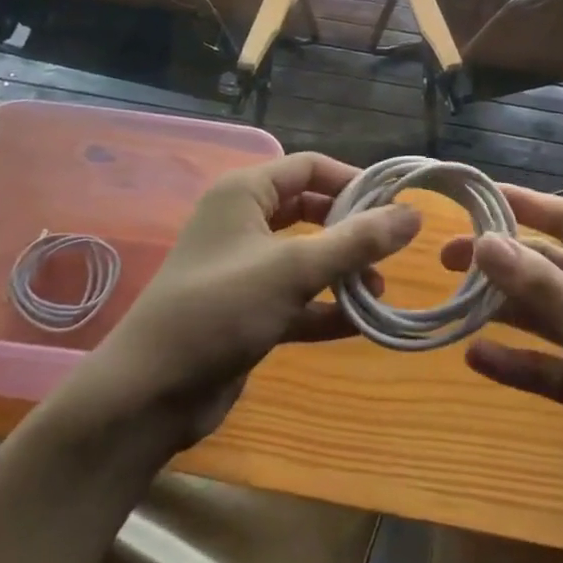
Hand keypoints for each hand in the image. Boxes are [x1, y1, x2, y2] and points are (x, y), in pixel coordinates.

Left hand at [65, 153, 419, 450]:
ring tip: (380, 291)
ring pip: (305, 256)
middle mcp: (244, 222)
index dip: (353, 180)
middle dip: (351, 228)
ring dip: (342, 271)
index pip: (309, 167)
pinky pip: (296, 298)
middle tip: (392, 248)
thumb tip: (414, 215)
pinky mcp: (247, 311)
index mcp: (245, 193)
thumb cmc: (221, 309)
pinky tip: (359, 324)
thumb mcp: (294, 269)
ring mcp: (244, 268)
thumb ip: (357, 241)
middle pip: (310, 210)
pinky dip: (325, 307)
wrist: (149, 395)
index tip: (394, 204)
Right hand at [441, 188, 562, 555]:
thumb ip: (543, 288)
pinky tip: (475, 358)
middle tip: (446, 259)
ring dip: (500, 310)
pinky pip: (541, 366)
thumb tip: (484, 241)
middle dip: (500, 262)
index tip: (474, 196)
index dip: (523, 204)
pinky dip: (511, 361)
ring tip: (453, 306)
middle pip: (545, 269)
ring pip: (539, 316)